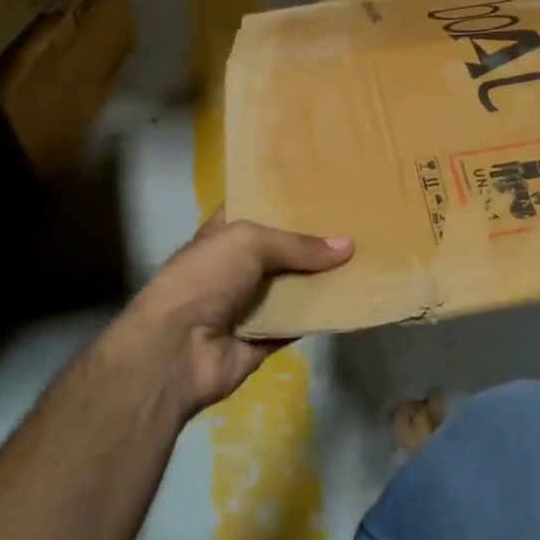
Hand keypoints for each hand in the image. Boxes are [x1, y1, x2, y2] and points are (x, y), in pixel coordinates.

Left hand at [122, 210, 352, 414]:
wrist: (176, 350)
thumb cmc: (203, 279)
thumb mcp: (248, 242)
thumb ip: (297, 244)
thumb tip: (348, 246)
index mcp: (222, 236)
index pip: (253, 210)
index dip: (281, 199)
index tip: (319, 189)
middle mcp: (234, 268)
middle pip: (279, 250)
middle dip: (311, 240)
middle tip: (354, 223)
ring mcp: (248, 305)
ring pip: (293, 287)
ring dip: (321, 278)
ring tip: (363, 258)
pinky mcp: (263, 339)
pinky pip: (298, 323)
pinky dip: (321, 315)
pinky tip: (351, 299)